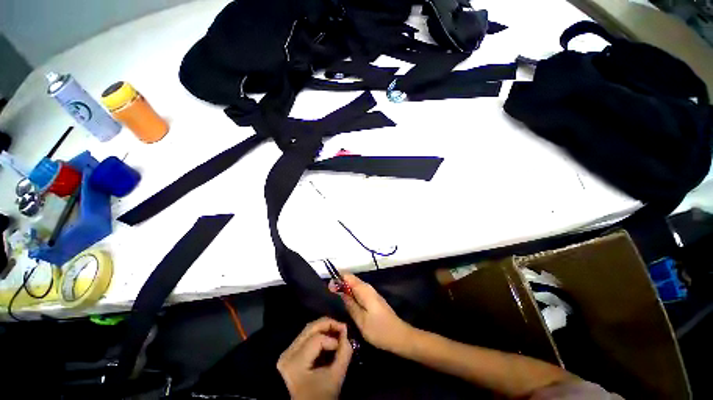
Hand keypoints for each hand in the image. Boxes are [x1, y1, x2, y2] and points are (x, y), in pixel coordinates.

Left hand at [277, 317, 352, 399]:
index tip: (344, 346)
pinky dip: (318, 335)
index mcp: (296, 361)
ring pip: (308, 330)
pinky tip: (328, 339)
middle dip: (329, 324)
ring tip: (337, 332)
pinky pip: (305, 338)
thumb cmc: (317, 397)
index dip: (333, 340)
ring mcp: (287, 353)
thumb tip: (346, 335)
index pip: (318, 339)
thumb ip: (343, 355)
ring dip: (324, 328)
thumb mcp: (334, 380)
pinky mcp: (289, 355)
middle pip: (310, 328)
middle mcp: (288, 352)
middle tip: (342, 327)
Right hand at [330, 274, 412, 352]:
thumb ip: (350, 304)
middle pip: (351, 280)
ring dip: (345, 289)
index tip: (328, 286)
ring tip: (335, 296)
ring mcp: (371, 293)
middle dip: (340, 283)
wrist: (399, 336)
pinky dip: (352, 294)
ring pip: (355, 286)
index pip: (348, 277)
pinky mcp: (373, 299)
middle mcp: (368, 288)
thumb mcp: (361, 320)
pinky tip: (347, 302)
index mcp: (364, 290)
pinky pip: (359, 292)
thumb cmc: (379, 330)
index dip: (338, 278)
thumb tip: (340, 292)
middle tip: (330, 292)